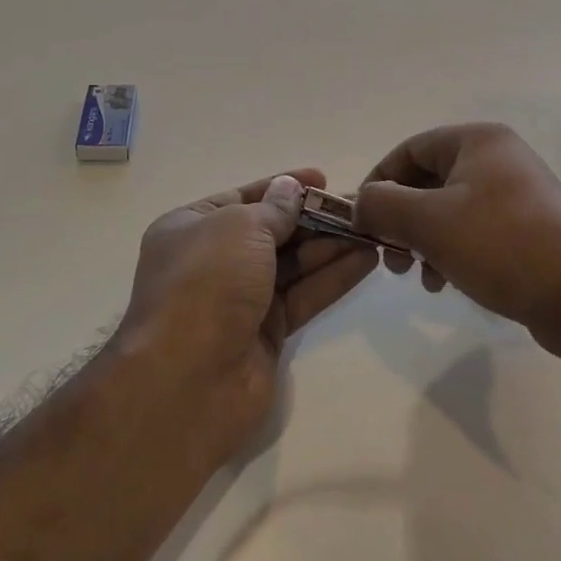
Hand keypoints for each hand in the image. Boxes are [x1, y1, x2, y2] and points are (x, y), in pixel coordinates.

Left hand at [118, 169, 376, 461]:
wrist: (188, 381)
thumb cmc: (207, 283)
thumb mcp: (240, 227)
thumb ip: (274, 208)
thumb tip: (290, 189)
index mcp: (191, 227)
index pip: (243, 197)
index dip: (283, 186)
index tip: (324, 179)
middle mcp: (213, 261)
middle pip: (272, 231)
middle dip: (314, 218)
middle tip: (360, 207)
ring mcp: (239, 300)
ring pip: (292, 265)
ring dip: (330, 246)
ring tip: (372, 229)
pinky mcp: (264, 334)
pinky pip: (303, 296)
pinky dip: (332, 278)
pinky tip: (366, 260)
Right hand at [355, 124, 560, 358]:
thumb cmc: (500, 245)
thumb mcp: (428, 222)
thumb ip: (383, 205)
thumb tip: (360, 204)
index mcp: (477, 140)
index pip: (409, 150)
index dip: (379, 182)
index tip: (362, 221)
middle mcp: (498, 158)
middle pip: (428, 180)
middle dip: (401, 219)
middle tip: (390, 257)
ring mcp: (517, 193)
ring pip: (448, 210)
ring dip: (423, 240)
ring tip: (418, 276)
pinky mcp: (528, 228)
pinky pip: (474, 230)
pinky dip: (451, 252)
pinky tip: (446, 283)